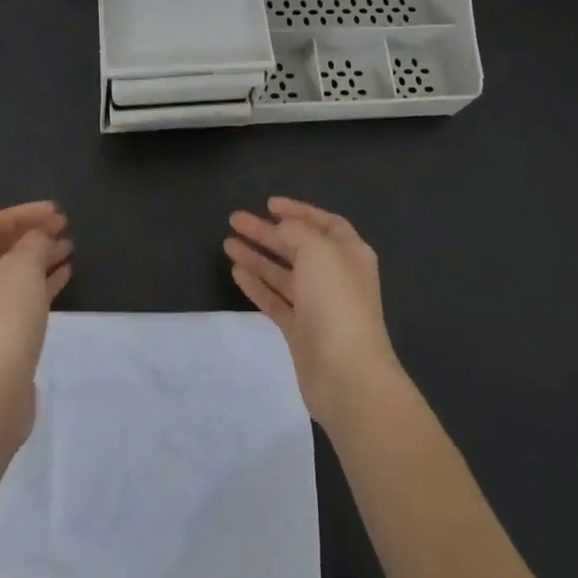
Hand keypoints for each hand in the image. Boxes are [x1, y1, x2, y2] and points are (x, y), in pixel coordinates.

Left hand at [0, 202, 72, 443]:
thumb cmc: (4, 319)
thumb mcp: (22, 268)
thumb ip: (32, 243)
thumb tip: (38, 237)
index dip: (20, 213)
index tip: (53, 211)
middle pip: (2, 248)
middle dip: (32, 233)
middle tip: (64, 226)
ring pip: (15, 272)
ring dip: (41, 256)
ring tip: (70, 247)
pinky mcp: (3, 335)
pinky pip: (24, 297)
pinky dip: (44, 282)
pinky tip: (66, 275)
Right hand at [225, 198, 402, 432]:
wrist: (347, 374)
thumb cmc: (336, 303)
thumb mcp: (318, 252)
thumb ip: (296, 233)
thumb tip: (281, 230)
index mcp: (349, 253)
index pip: (324, 223)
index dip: (298, 211)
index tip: (269, 204)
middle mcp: (336, 276)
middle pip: (298, 246)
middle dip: (268, 232)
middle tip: (235, 220)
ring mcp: (317, 305)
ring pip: (283, 273)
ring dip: (257, 257)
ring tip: (227, 244)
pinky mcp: (300, 331)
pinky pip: (275, 300)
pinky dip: (257, 285)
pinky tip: (237, 272)